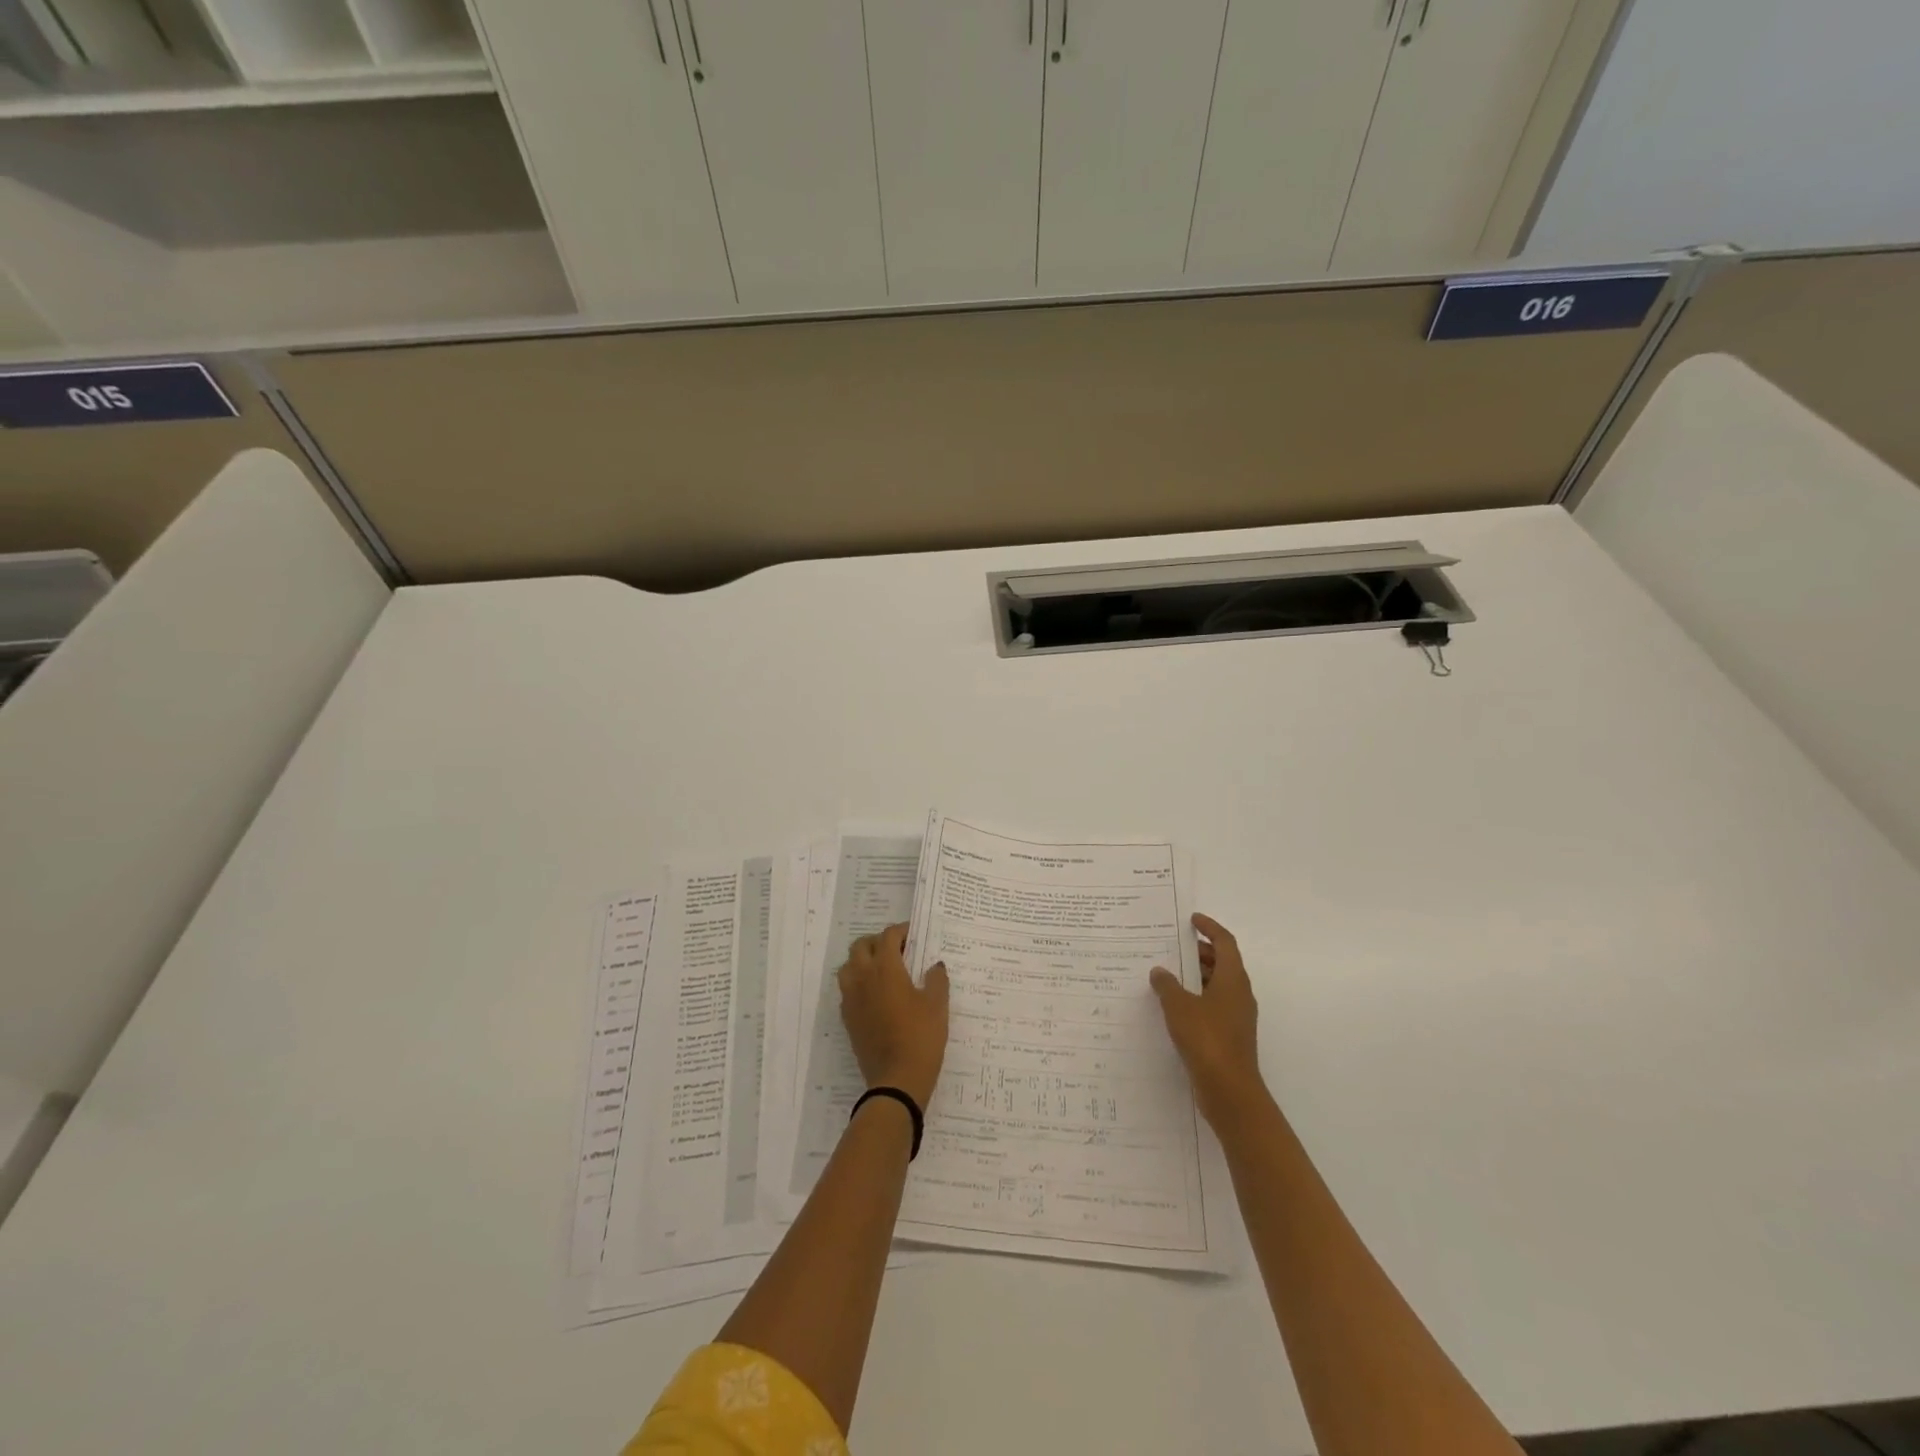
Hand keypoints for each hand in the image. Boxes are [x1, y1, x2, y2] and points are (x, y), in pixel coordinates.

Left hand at [838, 923, 950, 1109]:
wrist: (897, 1081)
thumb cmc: (921, 1037)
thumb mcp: (937, 1006)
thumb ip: (936, 980)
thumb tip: (934, 966)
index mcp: (885, 969)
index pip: (888, 937)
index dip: (901, 931)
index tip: (914, 935)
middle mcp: (863, 978)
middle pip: (861, 946)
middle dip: (878, 942)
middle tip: (898, 949)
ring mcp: (852, 999)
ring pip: (849, 966)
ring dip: (863, 960)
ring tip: (883, 969)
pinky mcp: (848, 1018)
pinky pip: (847, 989)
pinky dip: (858, 982)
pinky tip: (876, 994)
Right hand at [1151, 913, 1267, 1128]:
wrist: (1230, 1091)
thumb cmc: (1207, 1039)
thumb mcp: (1179, 1007)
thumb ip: (1167, 985)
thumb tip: (1160, 971)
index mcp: (1232, 979)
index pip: (1225, 942)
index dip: (1210, 927)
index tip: (1192, 919)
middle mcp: (1239, 994)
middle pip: (1222, 963)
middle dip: (1199, 952)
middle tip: (1172, 945)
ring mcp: (1236, 1017)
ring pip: (1217, 985)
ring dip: (1195, 976)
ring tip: (1167, 973)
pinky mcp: (1230, 1036)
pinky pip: (1212, 1005)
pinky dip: (1195, 998)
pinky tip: (1172, 1006)